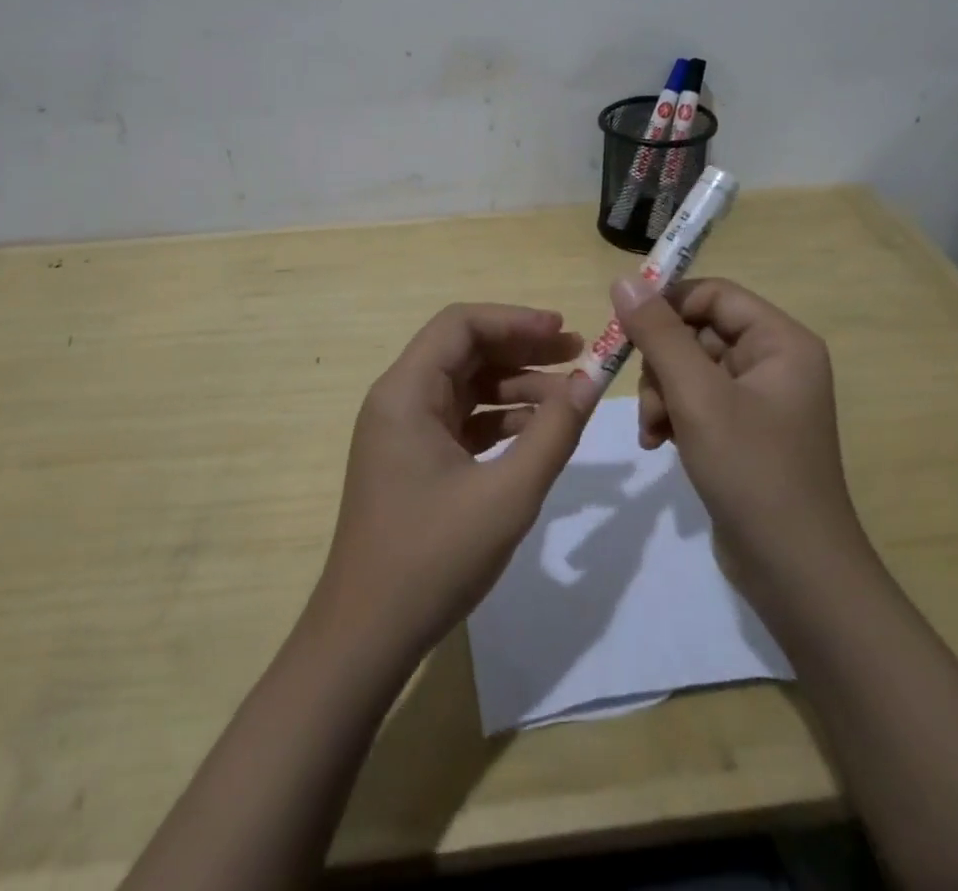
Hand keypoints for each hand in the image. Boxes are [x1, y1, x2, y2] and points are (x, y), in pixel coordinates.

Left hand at [314, 304, 589, 660]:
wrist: (366, 636)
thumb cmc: (433, 558)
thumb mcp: (508, 494)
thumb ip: (554, 432)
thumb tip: (591, 380)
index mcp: (406, 392)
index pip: (460, 325)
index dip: (515, 321)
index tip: (564, 332)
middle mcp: (399, 400)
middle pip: (464, 351)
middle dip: (522, 349)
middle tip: (577, 356)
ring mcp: (404, 431)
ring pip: (465, 386)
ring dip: (515, 385)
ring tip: (569, 397)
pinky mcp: (414, 460)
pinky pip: (461, 420)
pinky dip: (500, 418)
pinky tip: (538, 431)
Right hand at [608, 275, 864, 593]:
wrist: (796, 574)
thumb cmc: (753, 471)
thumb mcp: (697, 397)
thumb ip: (658, 334)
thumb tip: (623, 279)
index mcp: (781, 342)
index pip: (713, 294)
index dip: (666, 302)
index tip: (623, 324)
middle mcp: (774, 362)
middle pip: (697, 331)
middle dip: (661, 363)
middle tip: (646, 398)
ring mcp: (759, 399)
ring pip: (689, 368)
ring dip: (661, 394)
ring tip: (655, 430)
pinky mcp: (743, 431)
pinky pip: (696, 401)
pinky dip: (672, 416)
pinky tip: (659, 444)